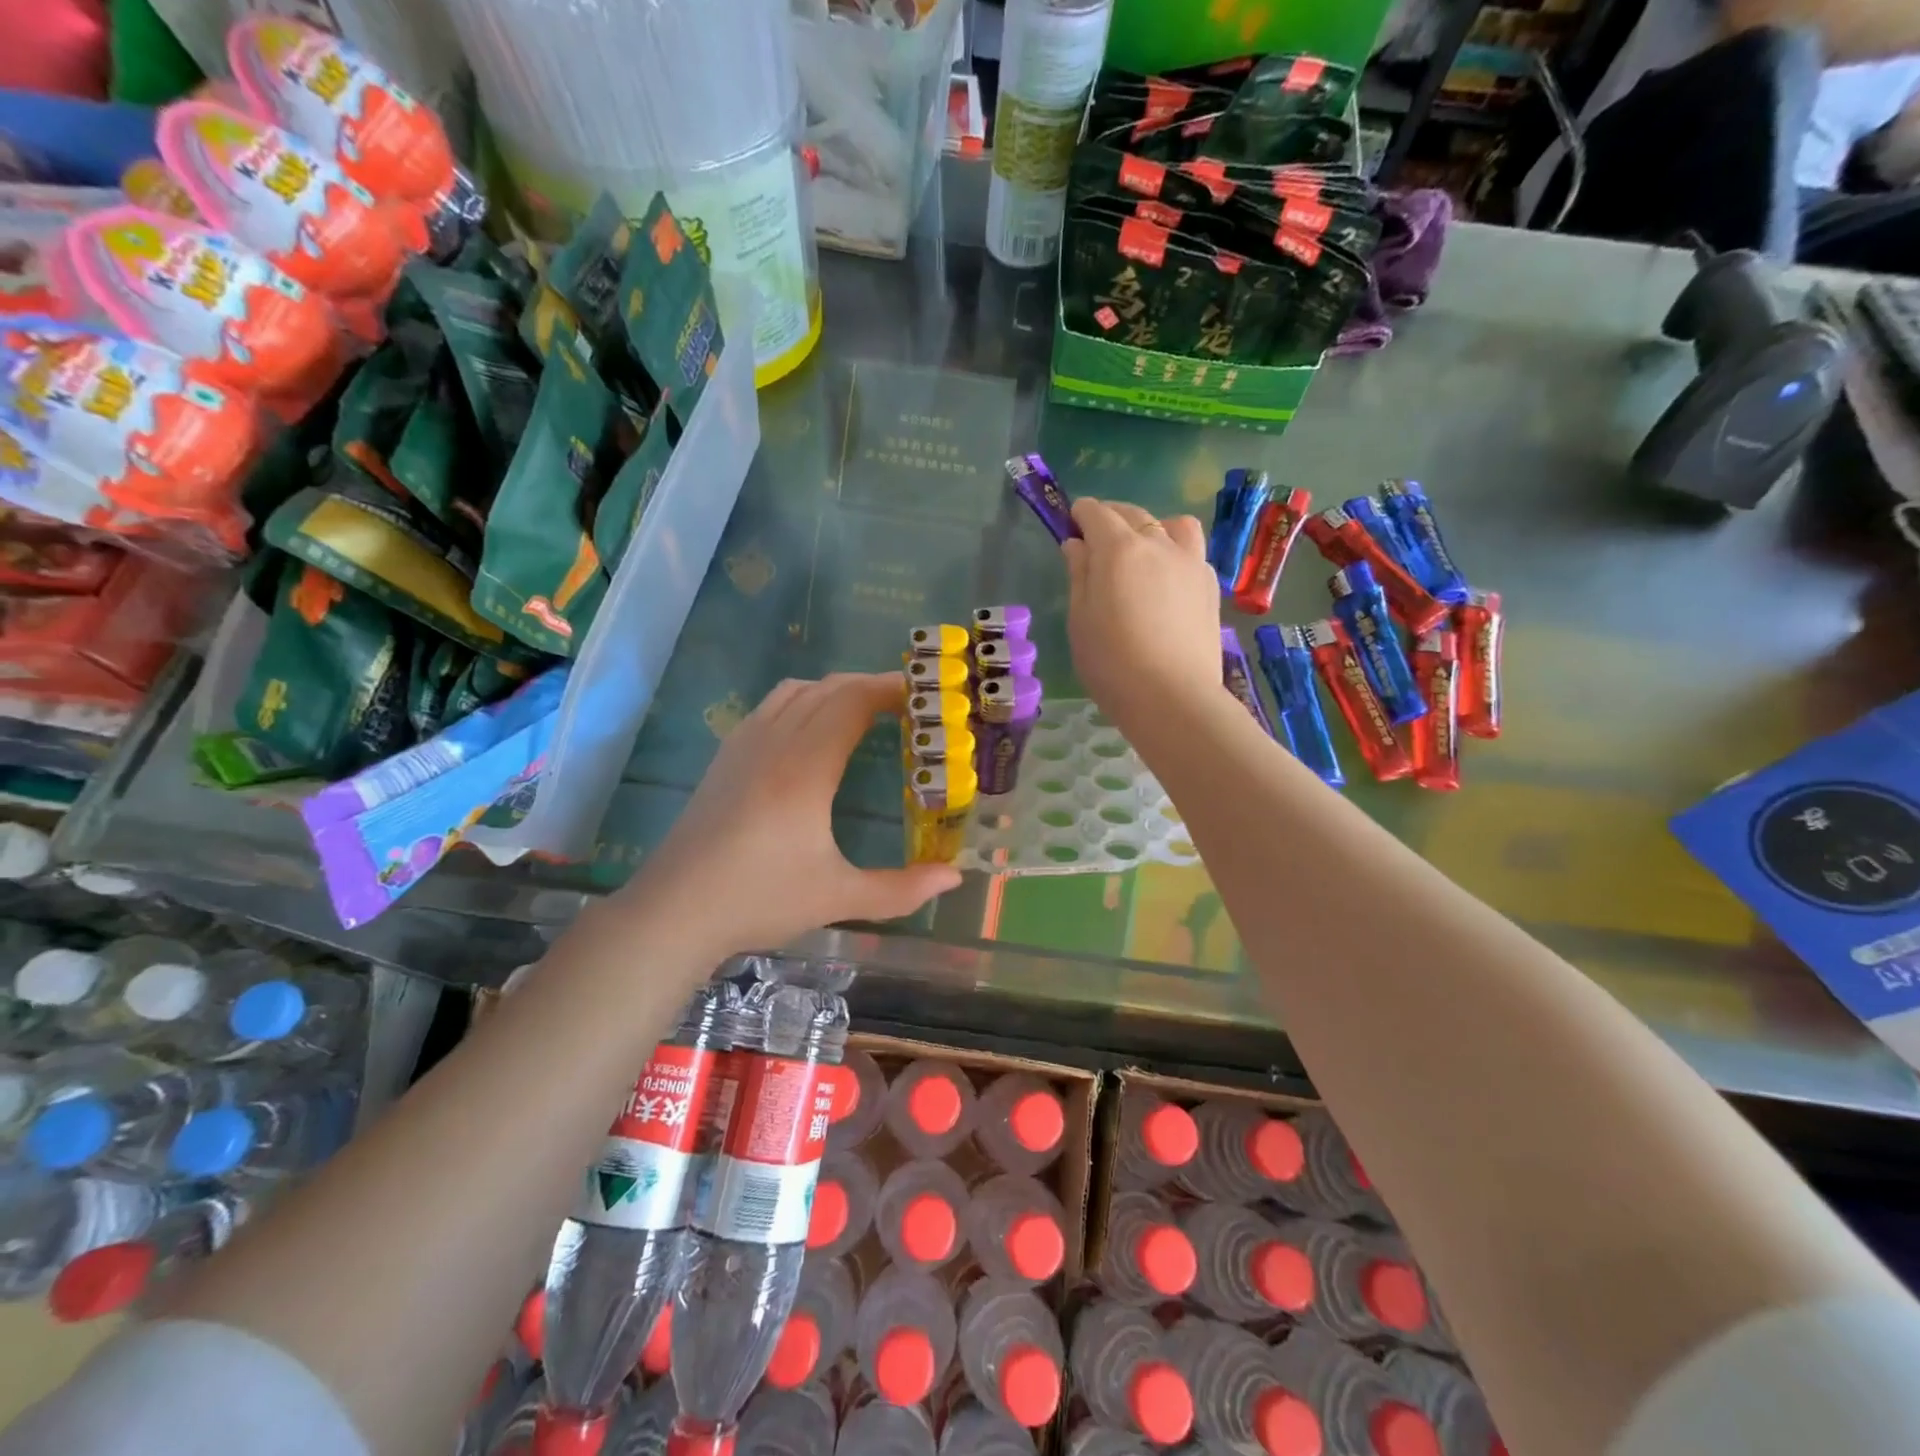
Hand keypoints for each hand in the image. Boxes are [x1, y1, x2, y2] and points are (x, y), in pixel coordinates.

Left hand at [618, 673, 961, 957]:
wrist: (673, 911)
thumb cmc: (758, 900)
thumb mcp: (838, 898)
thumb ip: (901, 889)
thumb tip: (954, 877)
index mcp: (805, 768)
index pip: (852, 702)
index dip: (890, 689)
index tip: (923, 695)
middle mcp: (774, 743)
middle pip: (827, 689)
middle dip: (870, 686)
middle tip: (907, 706)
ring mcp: (743, 746)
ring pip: (795, 691)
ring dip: (834, 690)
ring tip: (864, 712)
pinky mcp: (725, 758)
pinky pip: (770, 707)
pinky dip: (803, 701)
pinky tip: (811, 732)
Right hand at [1062, 498, 1223, 731]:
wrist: (1173, 698)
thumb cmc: (1112, 663)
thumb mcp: (1080, 619)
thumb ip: (1079, 575)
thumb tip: (1077, 545)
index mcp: (1119, 549)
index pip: (1096, 513)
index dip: (1080, 515)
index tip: (1071, 525)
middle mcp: (1159, 544)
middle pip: (1134, 514)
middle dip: (1111, 518)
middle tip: (1096, 540)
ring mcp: (1191, 563)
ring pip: (1173, 525)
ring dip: (1152, 528)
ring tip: (1141, 552)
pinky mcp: (1210, 586)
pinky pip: (1192, 552)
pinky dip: (1175, 553)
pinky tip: (1166, 580)